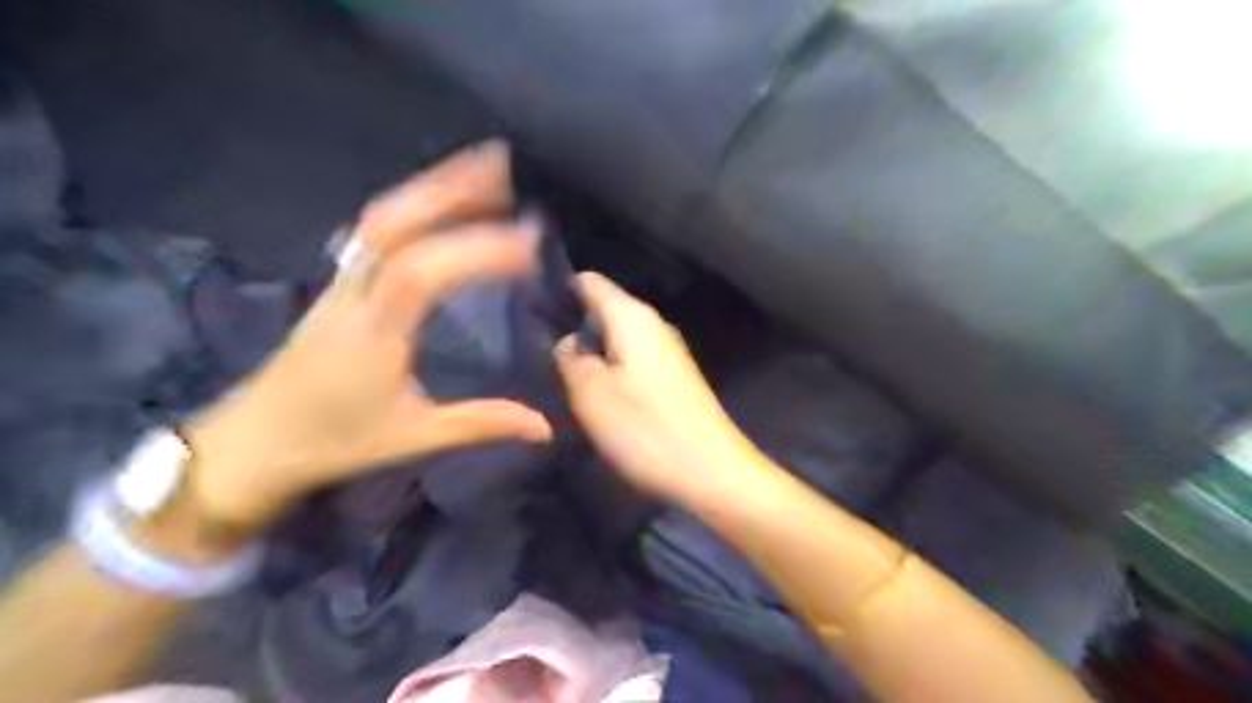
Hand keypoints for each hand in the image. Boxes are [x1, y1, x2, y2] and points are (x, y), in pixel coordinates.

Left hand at [178, 142, 548, 536]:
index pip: (423, 274)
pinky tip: (435, 200)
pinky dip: (411, 204)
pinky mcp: (338, 282)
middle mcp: (354, 293)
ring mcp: (341, 281)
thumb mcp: (412, 437)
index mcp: (373, 333)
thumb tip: (545, 426)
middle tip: (504, 169)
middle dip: (451, 190)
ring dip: (432, 187)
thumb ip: (480, 423)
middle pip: (395, 224)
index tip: (529, 245)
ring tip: (480, 169)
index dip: (476, 251)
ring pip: (382, 219)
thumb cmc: (331, 442)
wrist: (250, 443)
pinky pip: (374, 230)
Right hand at [558, 270, 763, 504]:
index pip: (589, 281)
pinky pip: (631, 362)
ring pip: (615, 339)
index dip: (557, 289)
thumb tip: (568, 340)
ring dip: (590, 354)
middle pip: (602, 311)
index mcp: (632, 316)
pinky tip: (595, 396)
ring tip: (559, 376)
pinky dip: (611, 372)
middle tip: (536, 352)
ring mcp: (667, 352)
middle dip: (570, 327)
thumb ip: (569, 358)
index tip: (528, 310)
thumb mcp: (591, 394)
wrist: (712, 473)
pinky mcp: (673, 378)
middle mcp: (653, 324)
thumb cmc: (646, 429)